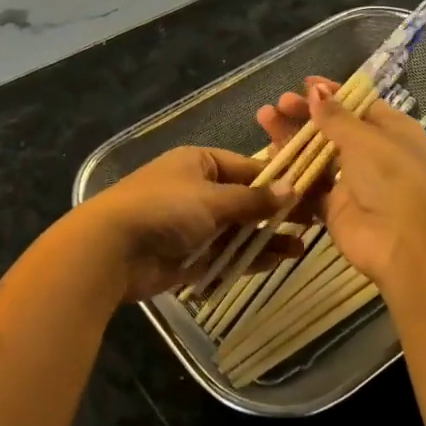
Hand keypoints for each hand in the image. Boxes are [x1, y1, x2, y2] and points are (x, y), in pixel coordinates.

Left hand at [66, 146, 304, 303]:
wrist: (112, 249)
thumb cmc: (164, 208)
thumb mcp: (212, 198)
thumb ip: (252, 199)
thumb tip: (292, 188)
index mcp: (199, 164)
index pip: (248, 167)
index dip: (278, 180)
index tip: (312, 191)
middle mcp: (197, 190)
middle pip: (245, 200)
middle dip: (275, 212)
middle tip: (314, 222)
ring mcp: (192, 224)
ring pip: (237, 229)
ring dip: (266, 238)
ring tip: (301, 247)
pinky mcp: (189, 255)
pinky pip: (225, 254)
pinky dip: (248, 257)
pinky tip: (276, 261)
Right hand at [254, 79, 425, 286]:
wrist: (404, 243)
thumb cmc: (392, 177)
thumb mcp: (365, 139)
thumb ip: (335, 116)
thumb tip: (315, 90)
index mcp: (392, 131)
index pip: (358, 105)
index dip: (332, 93)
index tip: (304, 84)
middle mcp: (373, 154)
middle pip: (333, 129)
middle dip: (305, 114)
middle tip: (278, 105)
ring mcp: (352, 182)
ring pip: (316, 155)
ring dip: (292, 138)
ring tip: (264, 119)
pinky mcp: (333, 207)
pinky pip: (308, 184)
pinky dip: (290, 170)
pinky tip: (269, 154)